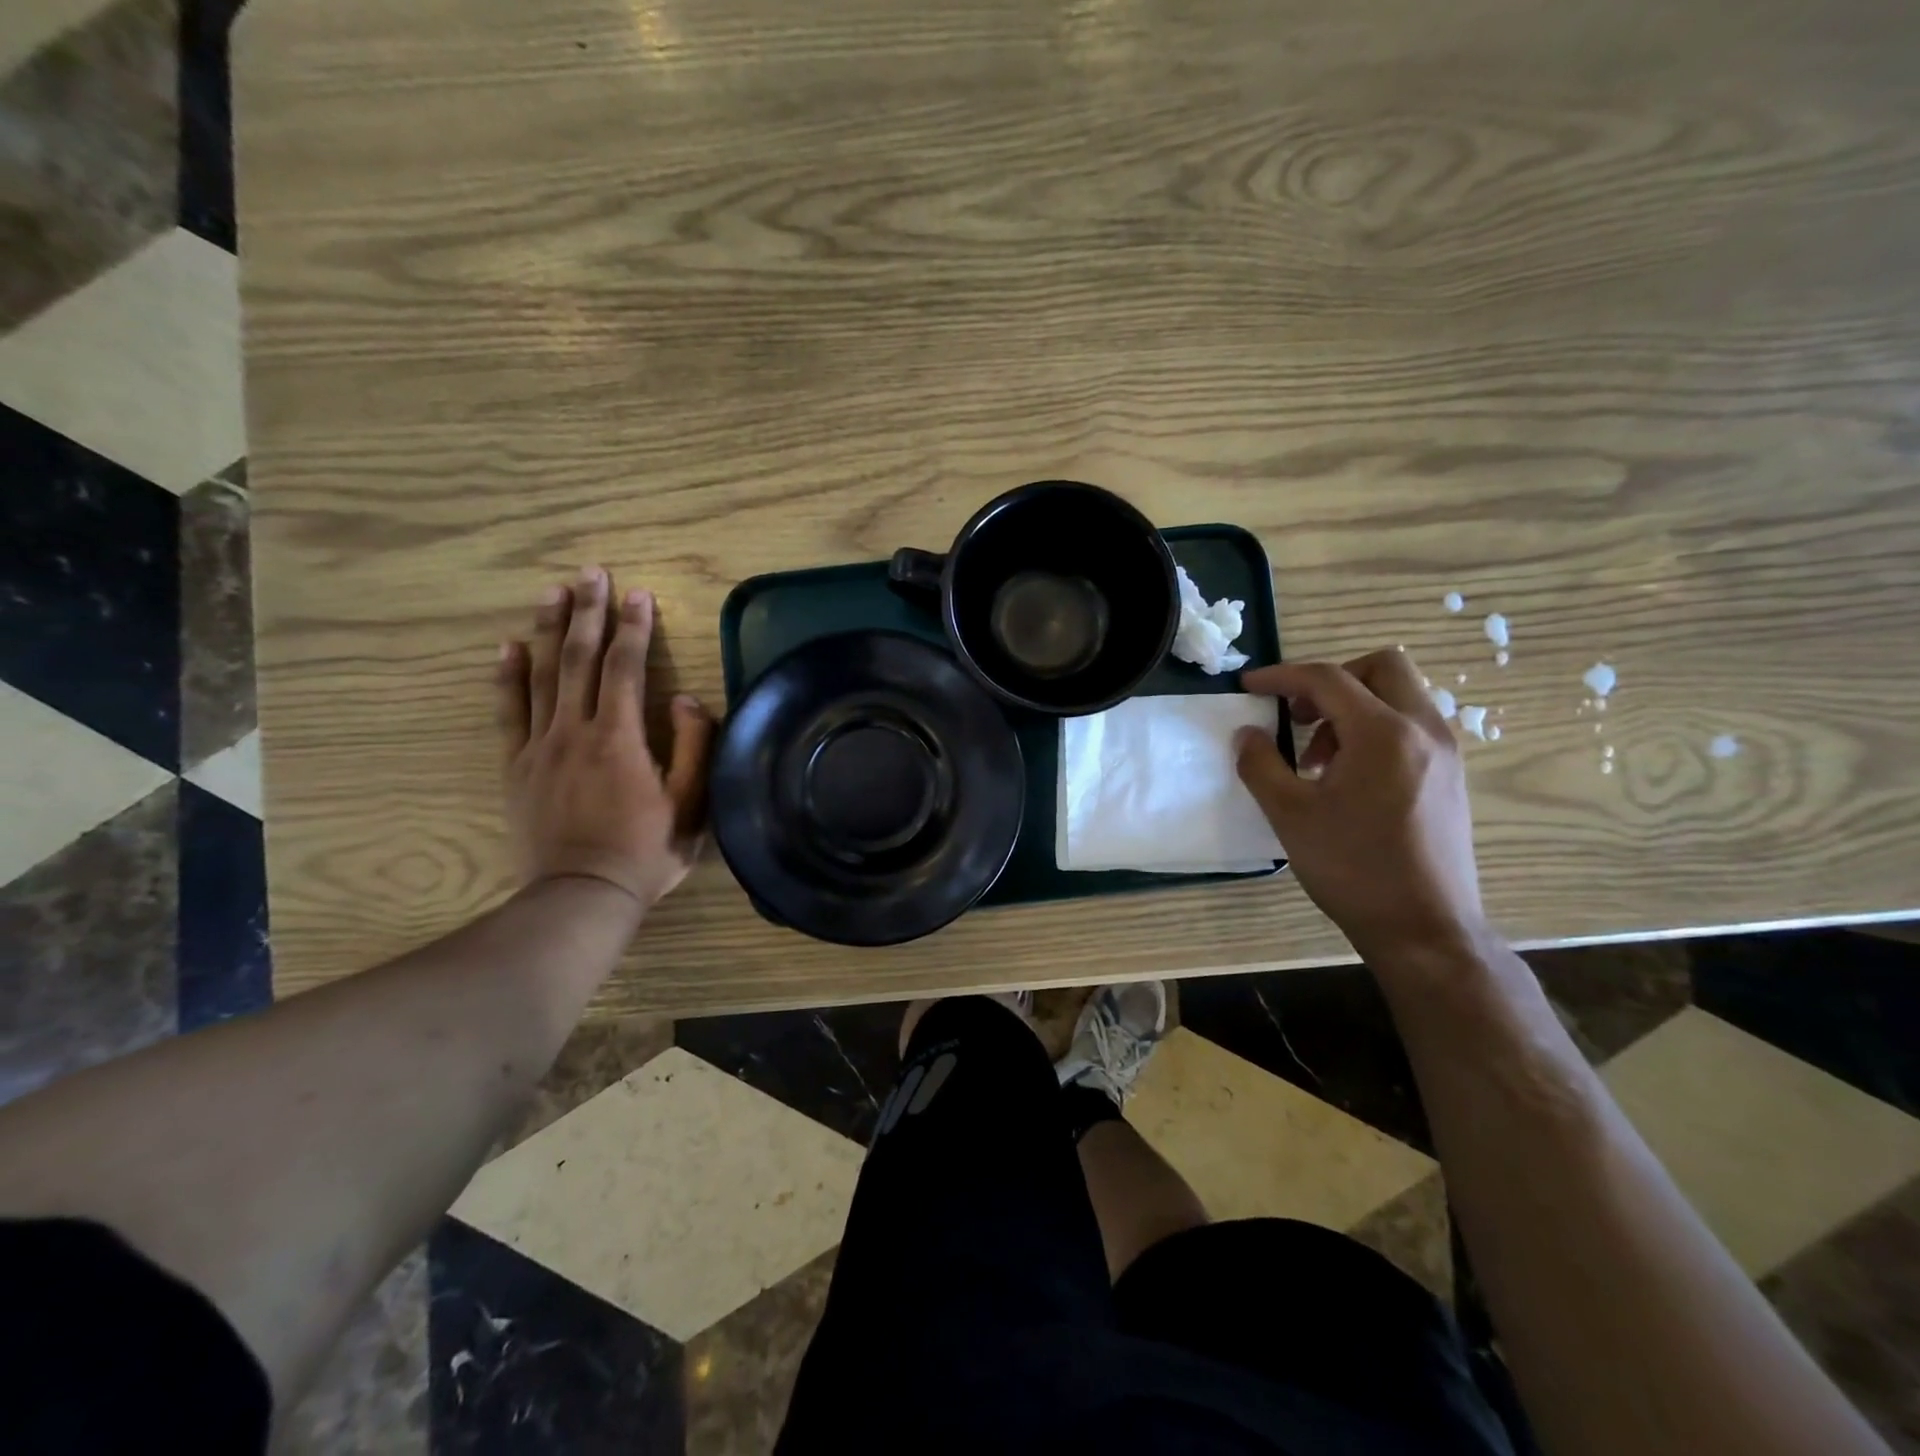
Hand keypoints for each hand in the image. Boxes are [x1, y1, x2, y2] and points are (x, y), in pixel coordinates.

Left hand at [496, 569, 714, 917]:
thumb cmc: (645, 851)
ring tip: (554, 592)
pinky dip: (508, 676)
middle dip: (589, 612)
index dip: (634, 627)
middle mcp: (575, 730)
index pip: (625, 667)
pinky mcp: (516, 766)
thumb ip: (693, 747)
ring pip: (543, 675)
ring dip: (550, 630)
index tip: (639, 594)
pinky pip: (509, 712)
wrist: (581, 895)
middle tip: (592, 573)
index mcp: (620, 737)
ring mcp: (540, 747)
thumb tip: (686, 699)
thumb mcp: (691, 804)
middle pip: (580, 659)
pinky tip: (509, 646)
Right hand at [1234, 649, 1484, 963]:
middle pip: (1382, 667)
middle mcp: (1424, 730)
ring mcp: (1445, 753)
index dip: (1281, 676)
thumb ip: (1260, 765)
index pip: (1327, 679)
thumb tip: (1246, 734)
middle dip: (1331, 679)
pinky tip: (1349, 778)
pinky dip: (1376, 730)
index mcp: (1383, 733)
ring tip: (1317, 759)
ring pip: (1400, 696)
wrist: (1424, 928)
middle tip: (1297, 715)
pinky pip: (1411, 727)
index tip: (1249, 686)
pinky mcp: (1451, 777)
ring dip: (1353, 708)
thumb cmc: (1352, 868)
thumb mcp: (1289, 815)